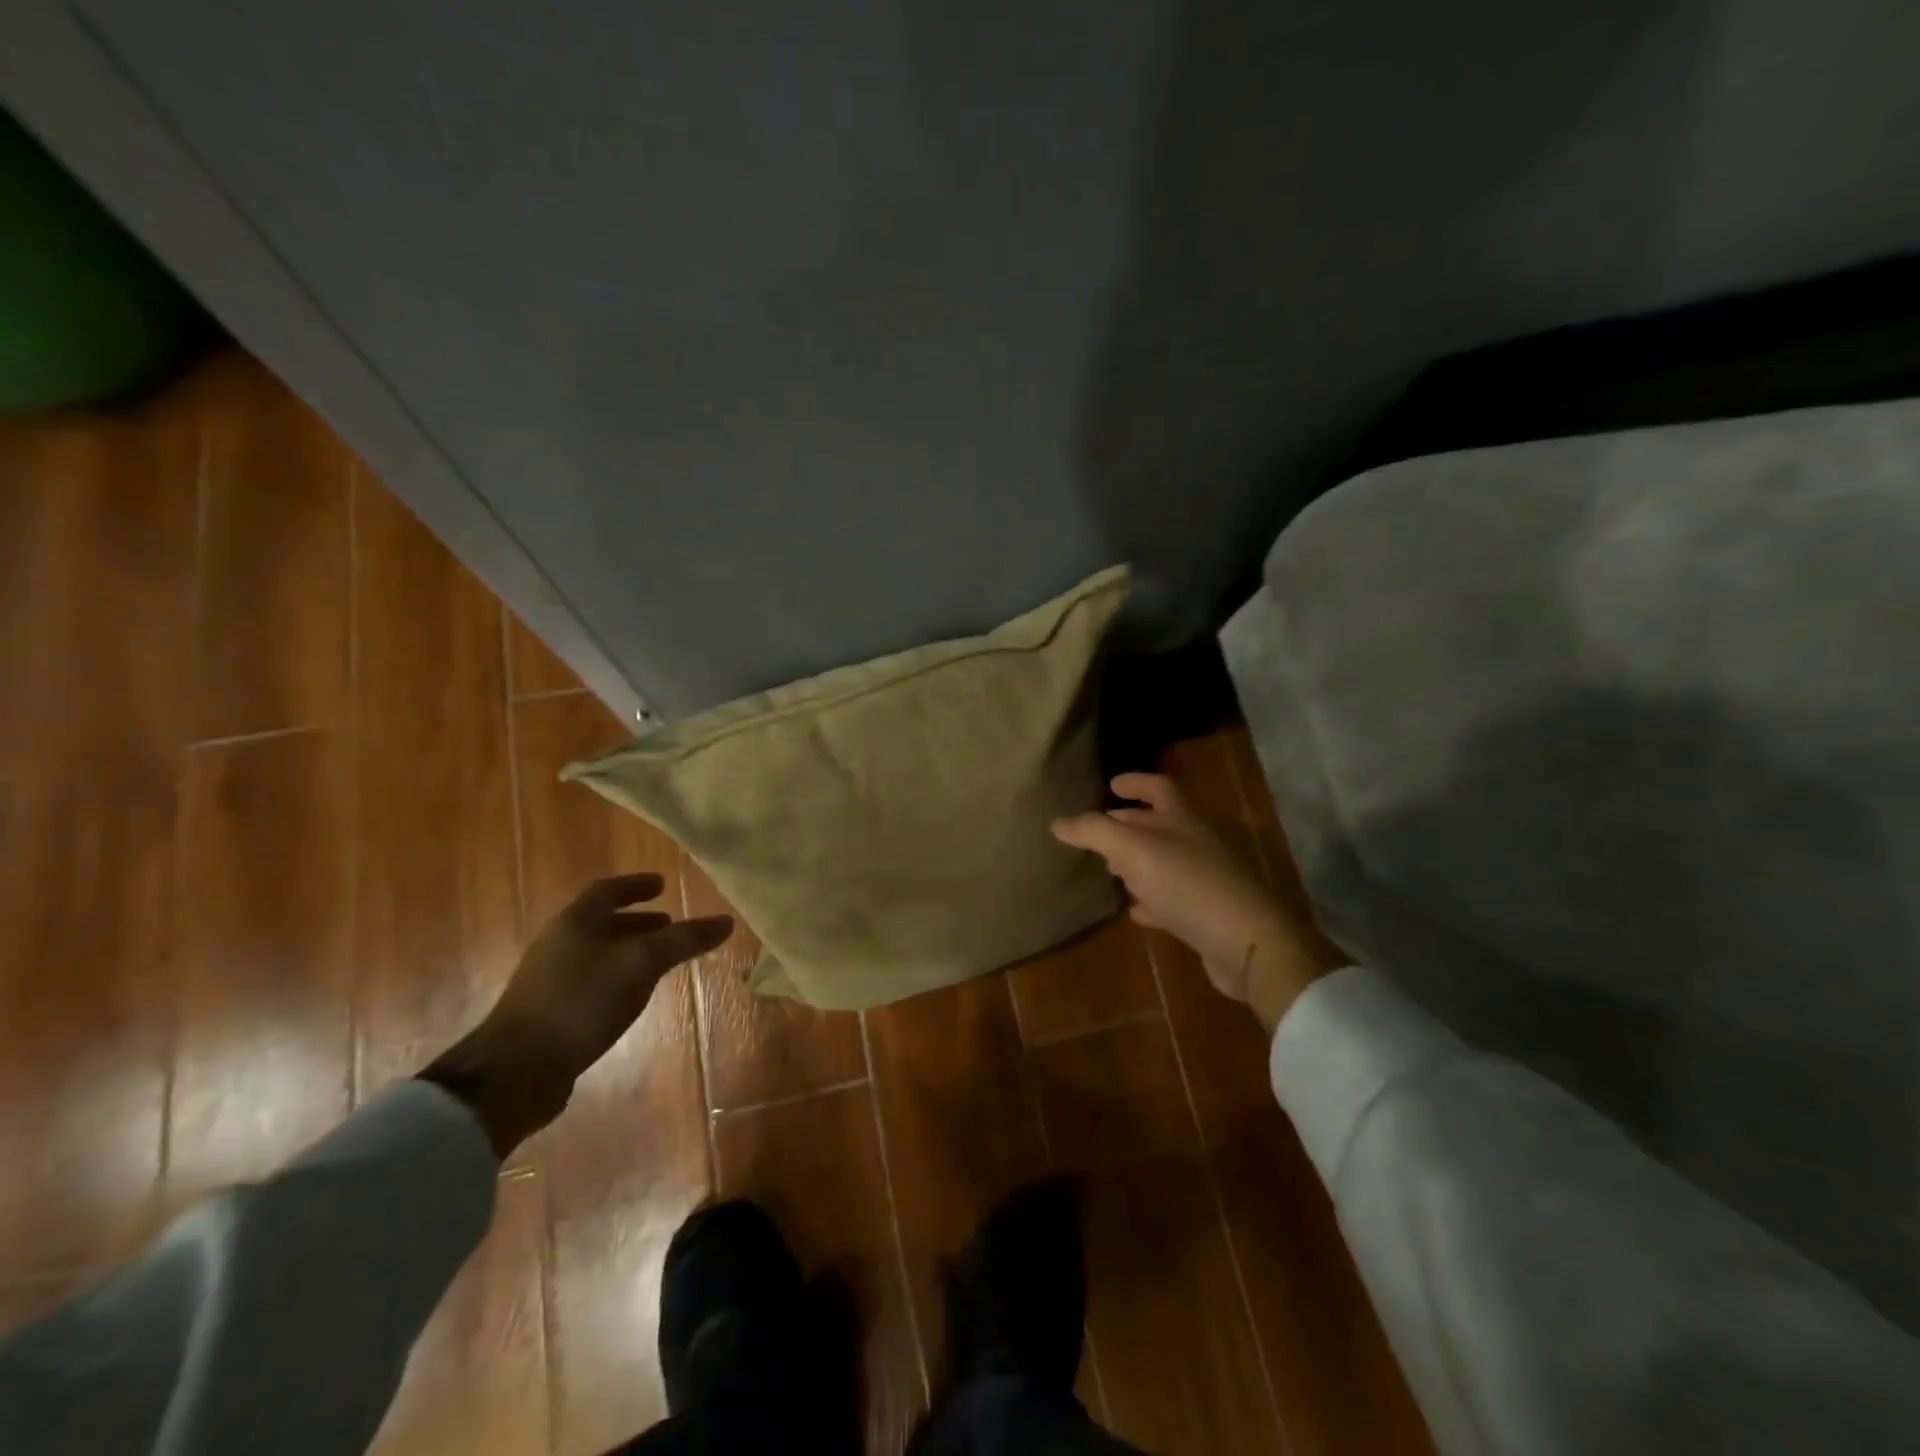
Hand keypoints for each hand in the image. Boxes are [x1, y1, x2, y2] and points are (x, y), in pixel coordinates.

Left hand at [422, 874, 733, 1155]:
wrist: (516, 1072)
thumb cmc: (581, 1002)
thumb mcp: (640, 965)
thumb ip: (683, 941)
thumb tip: (726, 920)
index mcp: (575, 923)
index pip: (607, 890)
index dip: (636, 885)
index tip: (662, 884)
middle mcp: (559, 944)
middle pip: (601, 922)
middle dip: (637, 921)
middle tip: (669, 924)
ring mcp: (550, 980)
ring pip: (597, 953)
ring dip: (628, 950)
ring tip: (659, 960)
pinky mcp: (549, 1013)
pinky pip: (591, 981)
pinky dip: (617, 977)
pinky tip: (633, 996)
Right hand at [1052, 774, 1333, 1031]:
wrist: (1245, 942)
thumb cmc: (1186, 883)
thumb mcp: (1132, 850)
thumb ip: (1093, 832)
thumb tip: (1058, 822)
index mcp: (1182, 819)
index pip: (1159, 787)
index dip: (1135, 782)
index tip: (1111, 785)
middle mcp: (1196, 843)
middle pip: (1160, 824)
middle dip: (1130, 824)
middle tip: (1100, 830)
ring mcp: (1204, 879)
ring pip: (1164, 862)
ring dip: (1138, 863)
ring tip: (1110, 869)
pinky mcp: (1206, 915)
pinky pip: (1172, 900)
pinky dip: (1151, 900)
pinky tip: (1135, 911)